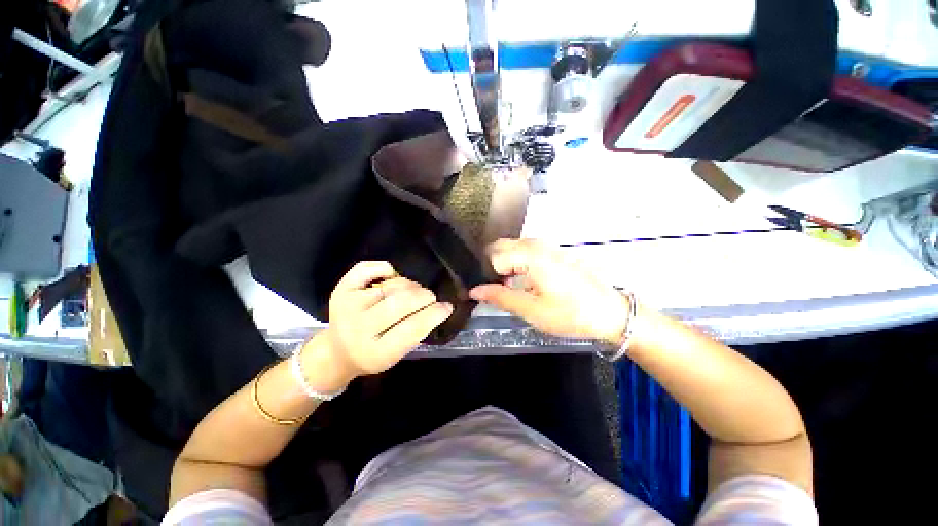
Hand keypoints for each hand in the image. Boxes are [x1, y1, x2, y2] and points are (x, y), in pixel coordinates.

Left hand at [316, 261, 453, 382]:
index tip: (447, 306)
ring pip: (390, 285)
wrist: (337, 351)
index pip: (412, 328)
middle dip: (424, 296)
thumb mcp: (396, 356)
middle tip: (430, 297)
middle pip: (401, 302)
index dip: (434, 314)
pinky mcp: (341, 289)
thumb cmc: (373, 354)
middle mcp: (359, 327)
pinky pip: (368, 268)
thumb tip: (439, 306)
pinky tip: (394, 277)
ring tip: (413, 292)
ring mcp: (348, 305)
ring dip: (410, 286)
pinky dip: (386, 268)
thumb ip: (416, 333)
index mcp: (375, 352)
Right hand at [469, 239, 629, 344]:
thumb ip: (500, 297)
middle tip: (490, 289)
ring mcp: (545, 245)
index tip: (481, 291)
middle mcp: (535, 244)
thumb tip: (474, 290)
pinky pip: (523, 250)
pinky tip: (517, 280)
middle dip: (489, 266)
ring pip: (510, 247)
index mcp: (530, 256)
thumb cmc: (571, 313)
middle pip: (499, 247)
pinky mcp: (552, 251)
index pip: (492, 257)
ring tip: (502, 286)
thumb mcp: (531, 310)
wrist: (610, 312)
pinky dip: (514, 262)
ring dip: (501, 264)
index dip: (483, 274)